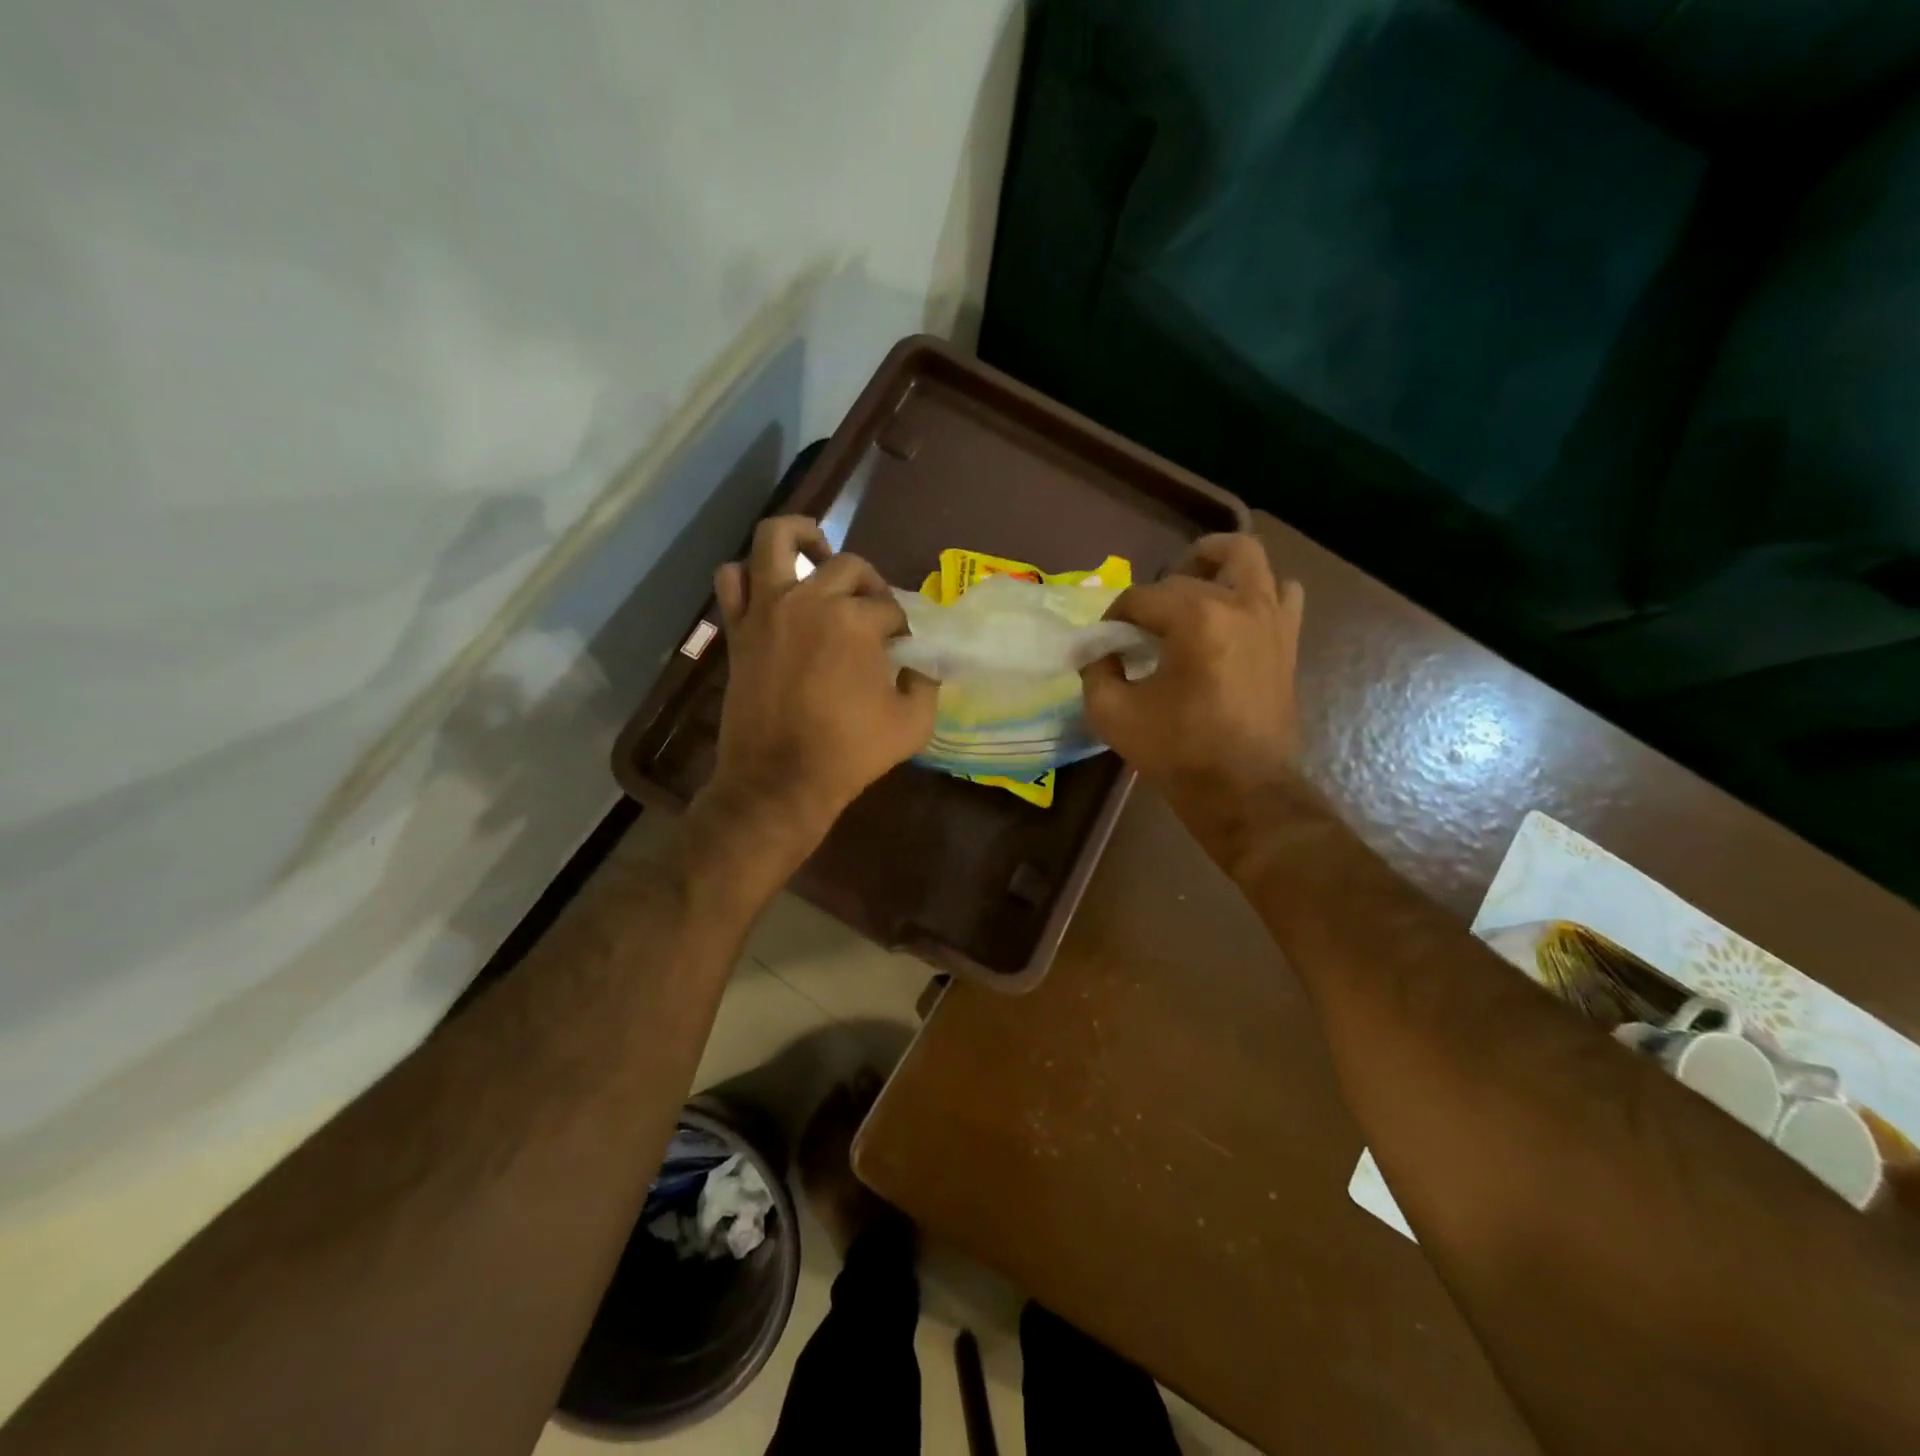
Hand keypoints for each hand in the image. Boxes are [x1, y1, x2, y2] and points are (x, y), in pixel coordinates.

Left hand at [699, 516, 935, 856]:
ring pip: (775, 540)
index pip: (889, 608)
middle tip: (874, 612)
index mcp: (855, 621)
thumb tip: (921, 666)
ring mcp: (767, 609)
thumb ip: (926, 685)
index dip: (901, 627)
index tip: (902, 649)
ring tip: (817, 555)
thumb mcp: (913, 724)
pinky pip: (731, 579)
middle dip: (870, 584)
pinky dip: (749, 574)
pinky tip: (769, 588)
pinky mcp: (739, 628)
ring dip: (801, 538)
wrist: (779, 781)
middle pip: (848, 566)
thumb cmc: (849, 753)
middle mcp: (809, 600)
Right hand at [1081, 534, 1305, 864]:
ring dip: (1217, 566)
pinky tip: (1235, 617)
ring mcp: (1272, 619)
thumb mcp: (1112, 714)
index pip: (1142, 597)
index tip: (1104, 644)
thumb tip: (1099, 651)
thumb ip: (1096, 671)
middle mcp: (1240, 605)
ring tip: (1196, 591)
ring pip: (1250, 560)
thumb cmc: (1177, 752)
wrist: (1243, 791)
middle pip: (1193, 567)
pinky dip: (1258, 592)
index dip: (1114, 616)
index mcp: (1196, 618)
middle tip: (1144, 617)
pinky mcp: (1287, 640)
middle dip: (1159, 587)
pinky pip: (1282, 593)